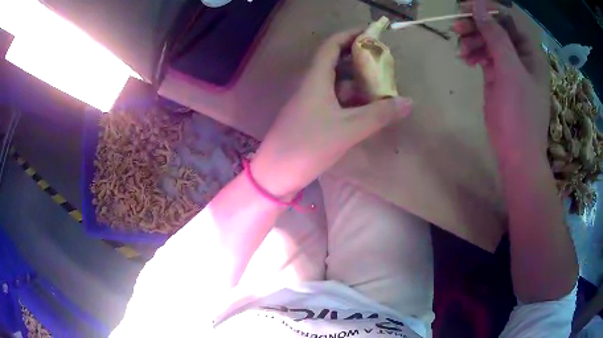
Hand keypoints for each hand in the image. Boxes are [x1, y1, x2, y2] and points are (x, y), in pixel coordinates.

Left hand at [251, 30, 412, 196]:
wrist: (274, 175)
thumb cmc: (307, 147)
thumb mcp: (348, 129)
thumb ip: (379, 115)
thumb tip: (408, 102)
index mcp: (315, 80)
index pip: (331, 46)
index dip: (350, 35)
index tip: (371, 33)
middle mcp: (310, 86)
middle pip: (335, 64)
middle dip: (359, 61)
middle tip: (383, 64)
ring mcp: (309, 103)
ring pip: (336, 85)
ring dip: (357, 84)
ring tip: (381, 88)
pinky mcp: (310, 119)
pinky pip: (333, 102)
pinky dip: (350, 102)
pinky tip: (366, 110)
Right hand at [454, 2, 549, 158]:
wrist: (517, 154)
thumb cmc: (519, 114)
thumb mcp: (510, 72)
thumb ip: (496, 36)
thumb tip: (478, 6)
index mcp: (531, 52)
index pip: (508, 18)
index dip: (488, 10)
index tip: (465, 8)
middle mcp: (521, 55)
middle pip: (496, 28)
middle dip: (477, 26)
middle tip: (457, 28)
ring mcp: (510, 66)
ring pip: (489, 41)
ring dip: (473, 41)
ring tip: (461, 51)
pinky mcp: (499, 78)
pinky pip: (485, 56)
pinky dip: (475, 54)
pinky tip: (466, 60)